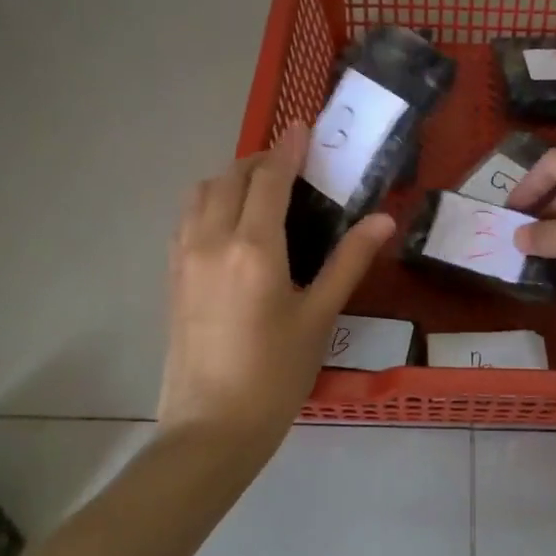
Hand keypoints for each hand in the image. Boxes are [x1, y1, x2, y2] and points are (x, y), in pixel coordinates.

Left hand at [159, 126, 393, 447]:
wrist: (211, 428)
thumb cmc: (276, 374)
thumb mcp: (320, 317)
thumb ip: (349, 262)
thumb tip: (383, 220)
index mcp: (253, 248)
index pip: (269, 178)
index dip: (288, 148)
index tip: (303, 126)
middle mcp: (211, 240)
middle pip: (231, 177)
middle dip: (261, 160)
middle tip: (292, 164)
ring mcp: (184, 258)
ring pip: (201, 194)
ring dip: (232, 179)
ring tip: (262, 191)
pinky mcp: (172, 277)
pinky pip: (187, 219)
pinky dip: (210, 203)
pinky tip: (232, 224)